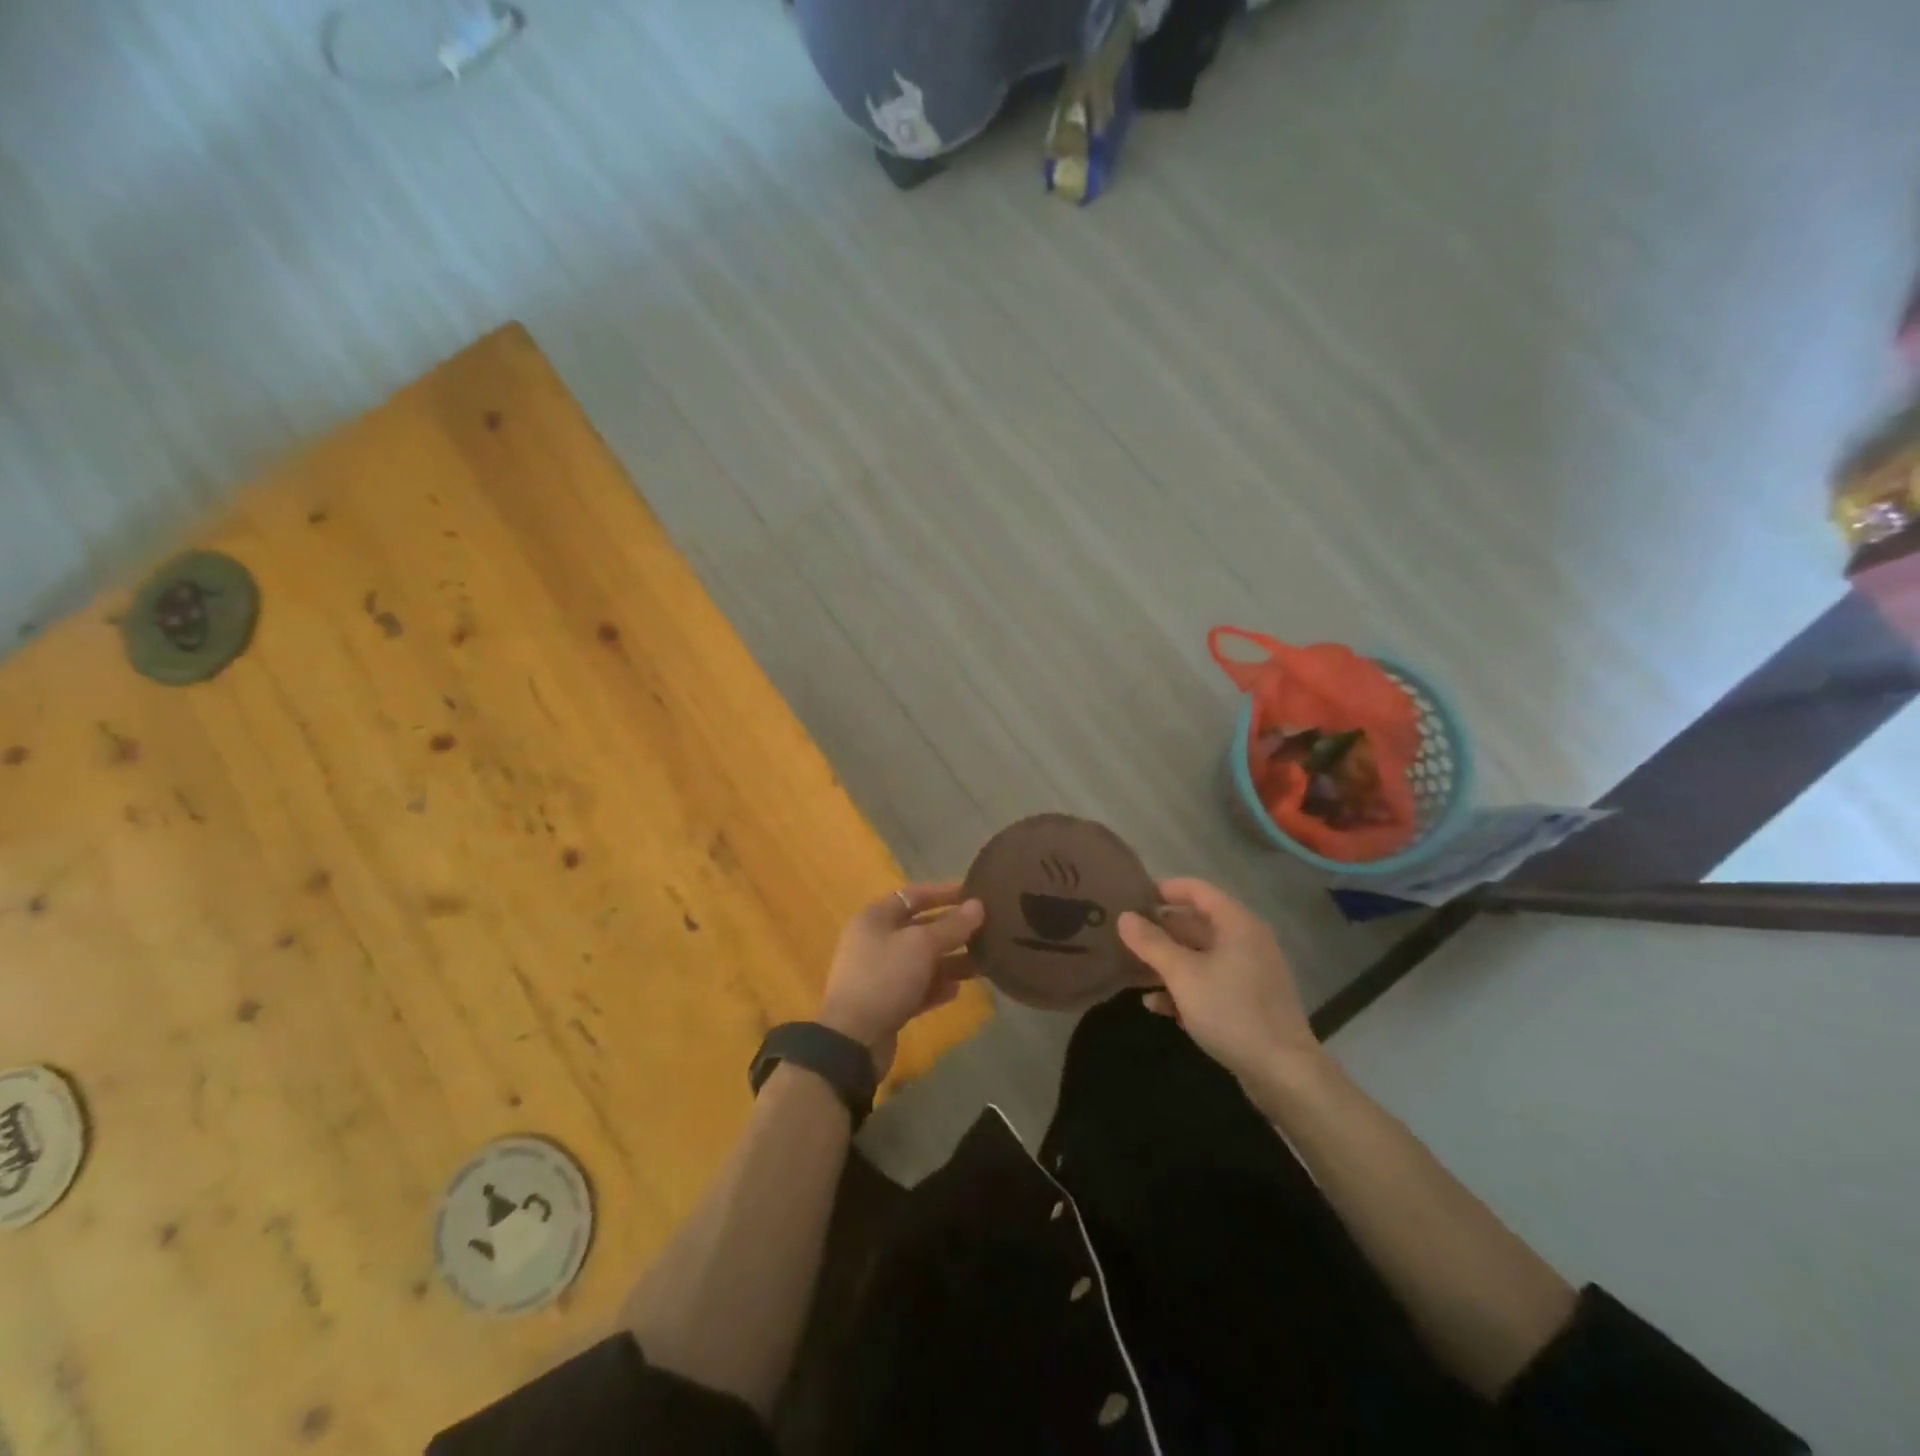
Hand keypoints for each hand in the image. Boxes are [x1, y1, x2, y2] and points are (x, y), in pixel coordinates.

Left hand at [817, 881, 983, 1078]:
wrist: (853, 1039)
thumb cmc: (885, 978)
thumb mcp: (921, 945)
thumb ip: (952, 926)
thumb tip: (978, 905)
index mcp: (875, 918)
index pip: (913, 896)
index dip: (944, 893)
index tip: (974, 894)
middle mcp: (875, 942)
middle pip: (919, 929)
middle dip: (952, 931)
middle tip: (987, 930)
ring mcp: (879, 974)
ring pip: (921, 961)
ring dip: (950, 961)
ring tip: (982, 963)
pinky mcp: (886, 1003)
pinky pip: (917, 988)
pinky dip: (936, 987)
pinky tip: (957, 990)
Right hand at [1118, 878, 1323, 1093]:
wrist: (1283, 1073)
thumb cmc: (1232, 1011)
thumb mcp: (1183, 975)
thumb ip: (1151, 944)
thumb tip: (1124, 917)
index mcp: (1236, 924)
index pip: (1196, 890)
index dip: (1164, 890)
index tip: (1131, 898)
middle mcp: (1245, 941)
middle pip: (1195, 924)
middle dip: (1159, 931)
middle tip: (1124, 936)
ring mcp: (1248, 973)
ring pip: (1199, 957)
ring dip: (1166, 963)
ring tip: (1131, 971)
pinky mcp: (1247, 1002)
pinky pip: (1209, 983)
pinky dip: (1183, 989)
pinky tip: (1156, 1005)